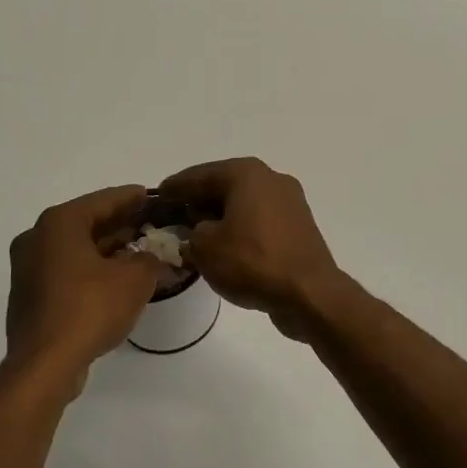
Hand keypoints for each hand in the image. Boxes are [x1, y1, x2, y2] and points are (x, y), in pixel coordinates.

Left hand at [3, 185, 159, 397]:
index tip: (152, 195)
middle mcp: (37, 238)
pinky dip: (91, 270)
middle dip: (120, 225)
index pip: (103, 200)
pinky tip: (115, 280)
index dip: (132, 198)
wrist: (45, 365)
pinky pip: (66, 271)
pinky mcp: (29, 295)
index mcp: (59, 223)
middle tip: (150, 226)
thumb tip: (153, 257)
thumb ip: (150, 259)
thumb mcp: (135, 280)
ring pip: (76, 249)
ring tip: (139, 253)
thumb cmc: (89, 308)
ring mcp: (28, 268)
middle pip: (87, 223)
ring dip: (107, 250)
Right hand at [156, 158, 346, 337]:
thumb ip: (189, 234)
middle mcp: (270, 179)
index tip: (156, 197)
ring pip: (243, 204)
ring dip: (219, 217)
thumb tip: (195, 232)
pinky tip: (225, 247)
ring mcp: (289, 202)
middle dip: (197, 202)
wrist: (309, 293)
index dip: (174, 188)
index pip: (199, 175)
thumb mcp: (204, 248)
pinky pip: (259, 221)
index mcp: (246, 174)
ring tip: (195, 235)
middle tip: (173, 217)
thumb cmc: (252, 262)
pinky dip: (239, 229)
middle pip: (223, 186)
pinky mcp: (298, 227)